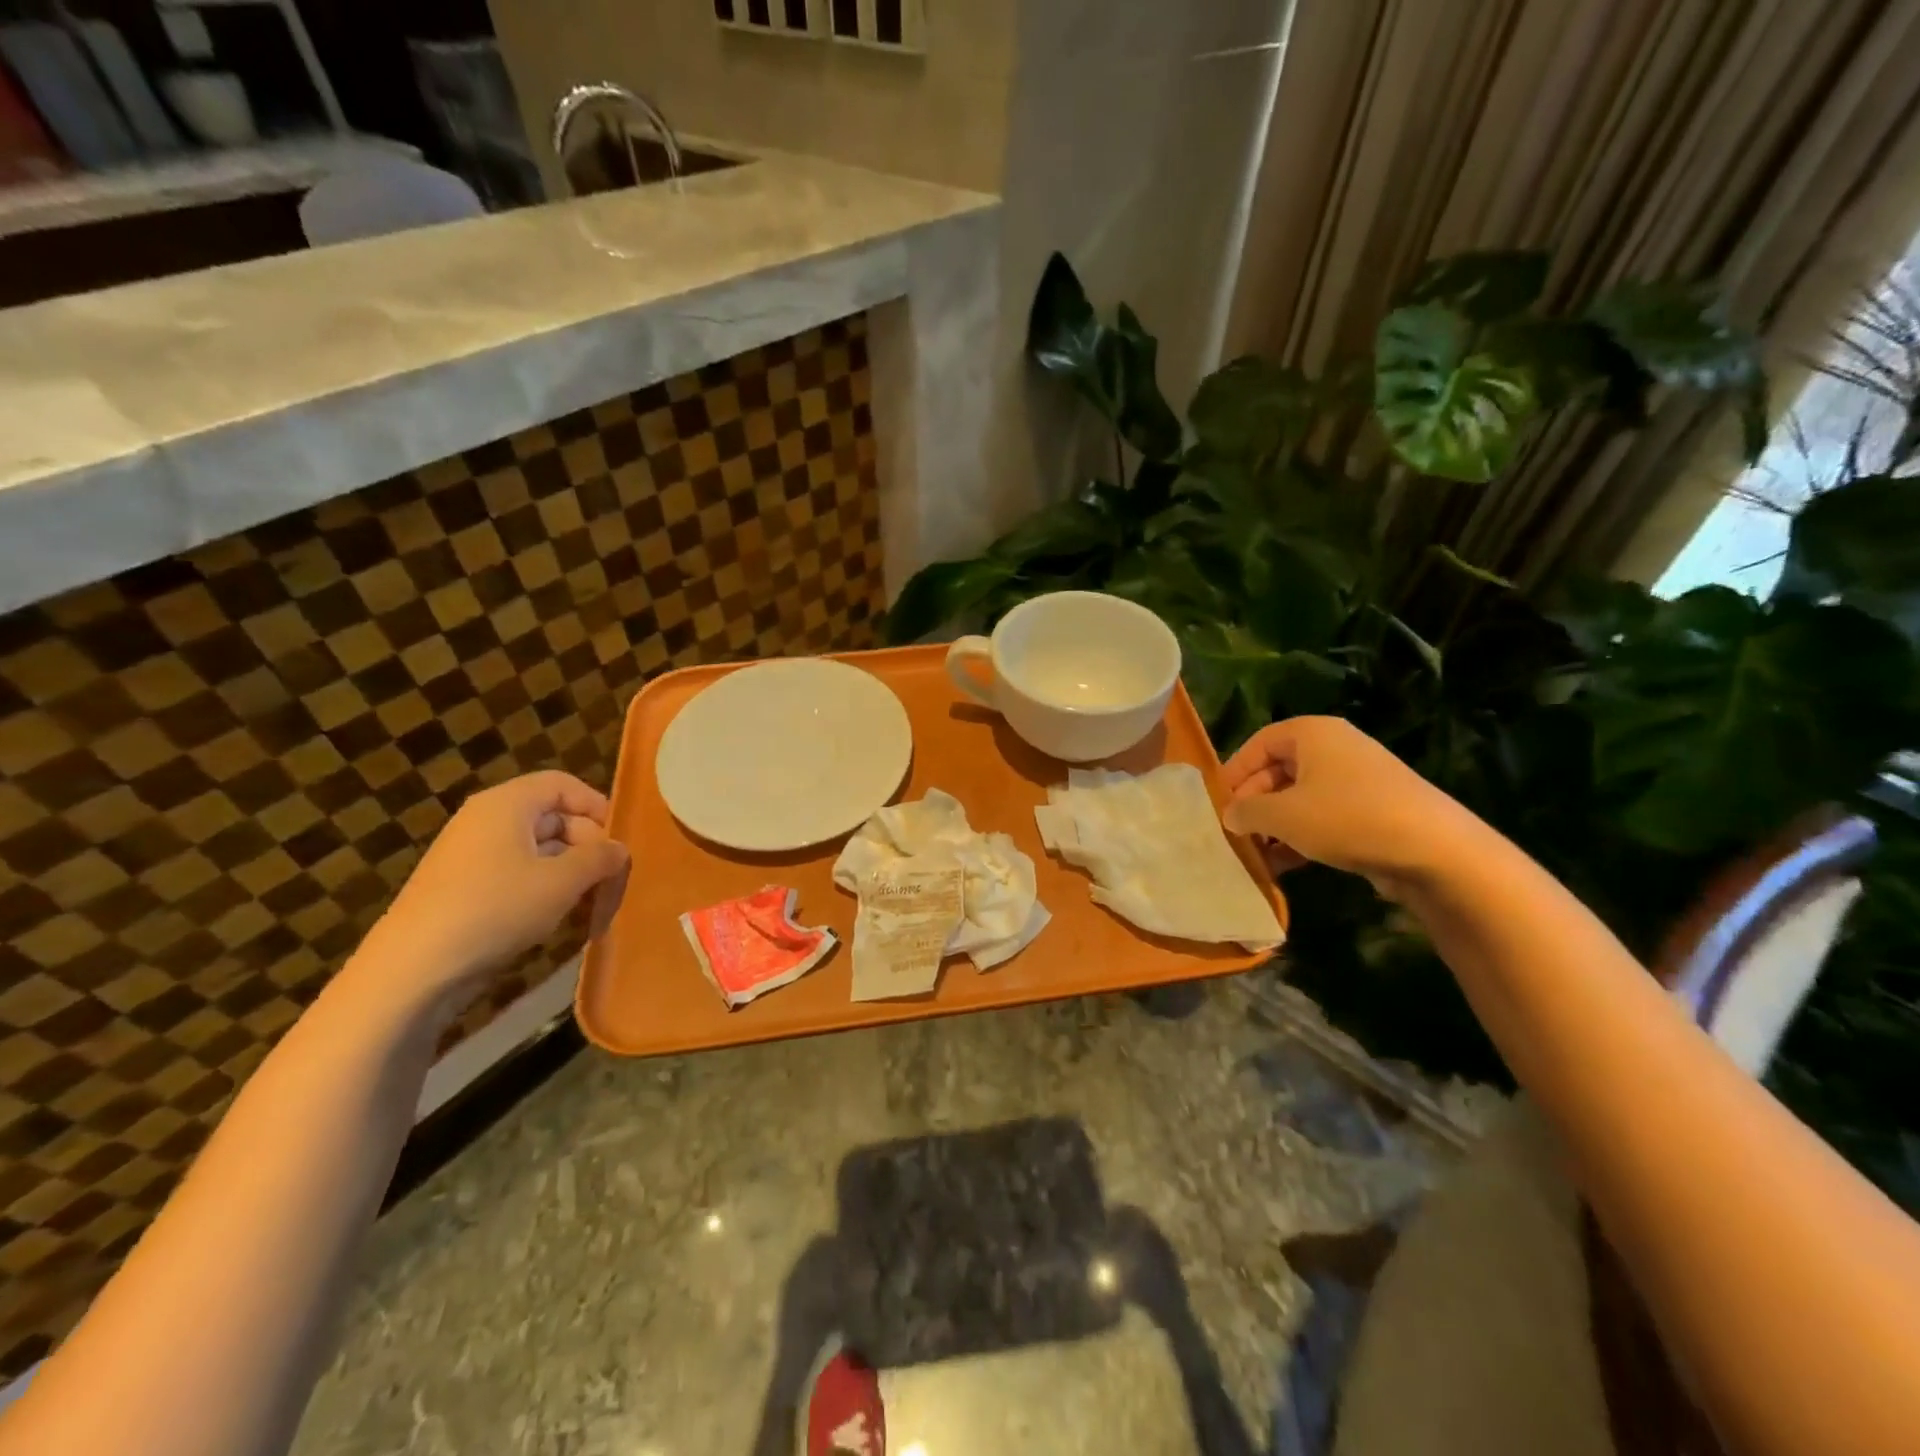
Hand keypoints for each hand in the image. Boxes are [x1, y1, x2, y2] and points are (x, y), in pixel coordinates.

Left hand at [356, 771, 631, 1006]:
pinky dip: (543, 886)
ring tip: (591, 898)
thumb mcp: (563, 881)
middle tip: (611, 876)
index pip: (563, 785)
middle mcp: (486, 820)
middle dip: (587, 842)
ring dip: (569, 869)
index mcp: (507, 804)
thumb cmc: (497, 908)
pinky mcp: (464, 888)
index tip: (619, 840)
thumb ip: (600, 858)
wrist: (413, 969)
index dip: (596, 806)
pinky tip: (557, 914)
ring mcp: (471, 855)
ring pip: (537, 848)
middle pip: (552, 815)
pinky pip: (516, 872)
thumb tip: (619, 849)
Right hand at [1221, 717, 1487, 892]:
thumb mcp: (1282, 815)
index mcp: (1312, 733)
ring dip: (1275, 825)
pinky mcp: (1374, 809)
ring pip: (1300, 797)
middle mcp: (1335, 747)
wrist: (1434, 850)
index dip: (1233, 773)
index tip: (1217, 804)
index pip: (1257, 744)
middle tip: (1235, 833)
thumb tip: (1231, 815)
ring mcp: (1357, 779)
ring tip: (1257, 854)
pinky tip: (1286, 864)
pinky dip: (1302, 835)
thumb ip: (1246, 811)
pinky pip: (1324, 816)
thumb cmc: (1346, 818)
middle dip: (1254, 803)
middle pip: (1278, 770)